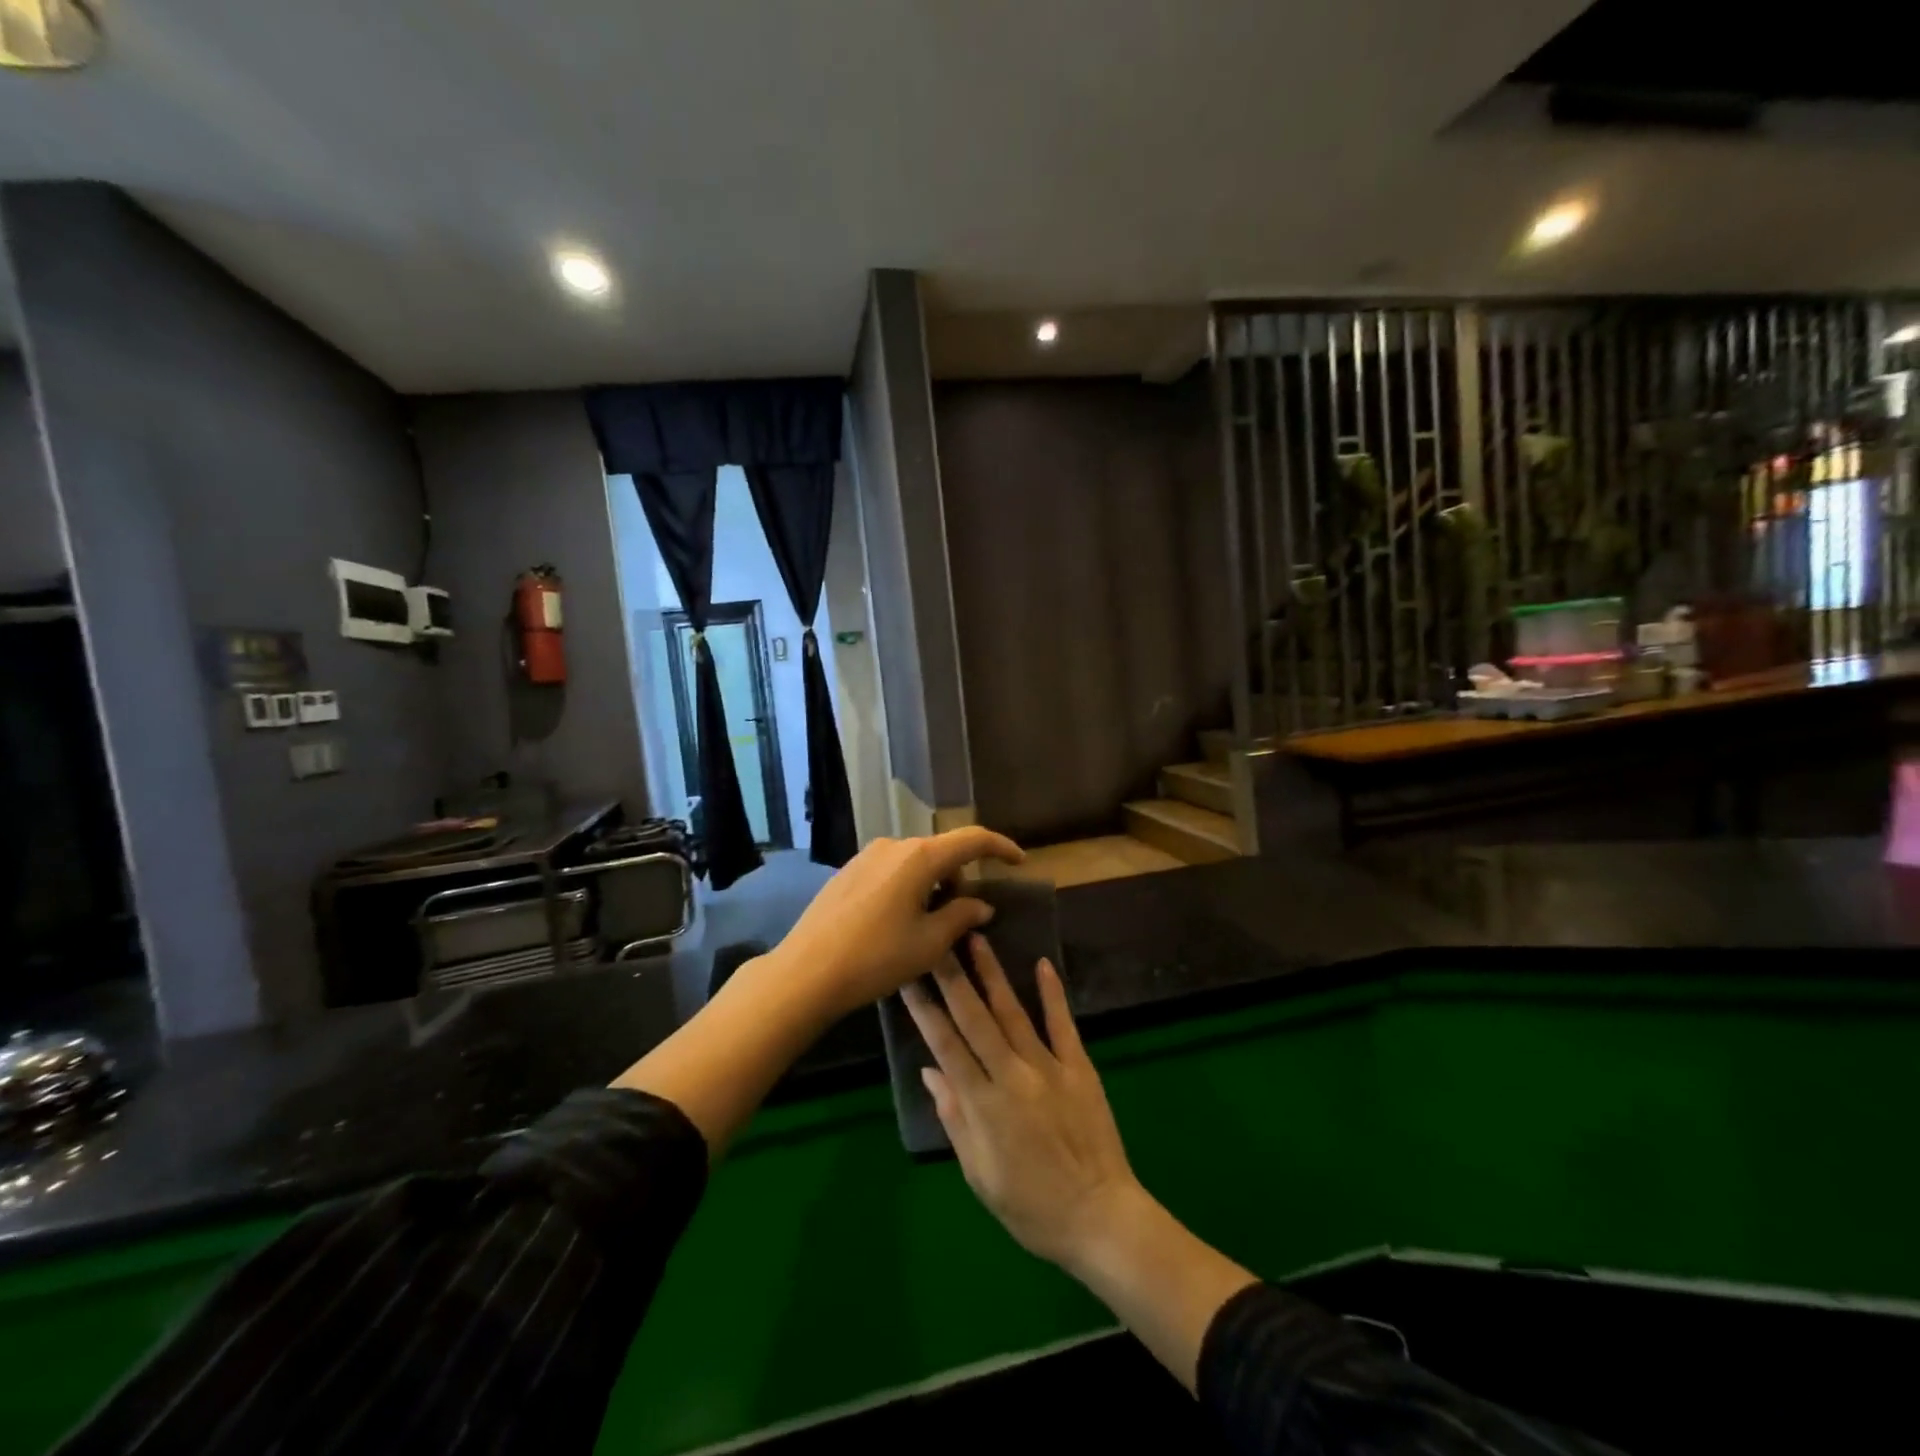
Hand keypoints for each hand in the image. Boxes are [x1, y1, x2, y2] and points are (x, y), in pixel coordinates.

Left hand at [769, 829, 1022, 1018]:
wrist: (806, 971)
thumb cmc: (876, 957)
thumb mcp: (929, 944)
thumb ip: (962, 917)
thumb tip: (981, 906)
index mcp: (920, 857)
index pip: (972, 840)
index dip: (1001, 847)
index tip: (1019, 861)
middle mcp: (894, 845)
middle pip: (942, 852)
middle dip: (960, 879)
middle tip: (962, 918)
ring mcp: (867, 856)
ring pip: (915, 862)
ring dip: (933, 885)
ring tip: (926, 927)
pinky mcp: (848, 871)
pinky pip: (891, 870)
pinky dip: (908, 887)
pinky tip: (896, 923)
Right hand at [903, 934, 1144, 1271]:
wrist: (1100, 1218)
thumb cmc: (1031, 1206)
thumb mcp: (979, 1174)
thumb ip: (954, 1118)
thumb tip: (929, 1070)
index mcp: (983, 1104)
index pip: (945, 1045)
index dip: (924, 1009)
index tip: (907, 977)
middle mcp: (1012, 1075)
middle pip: (975, 1018)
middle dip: (951, 977)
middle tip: (935, 940)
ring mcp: (1048, 1067)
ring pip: (1013, 1012)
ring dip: (992, 974)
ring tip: (976, 939)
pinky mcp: (1079, 1067)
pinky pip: (1063, 1024)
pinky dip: (1053, 993)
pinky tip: (1042, 964)